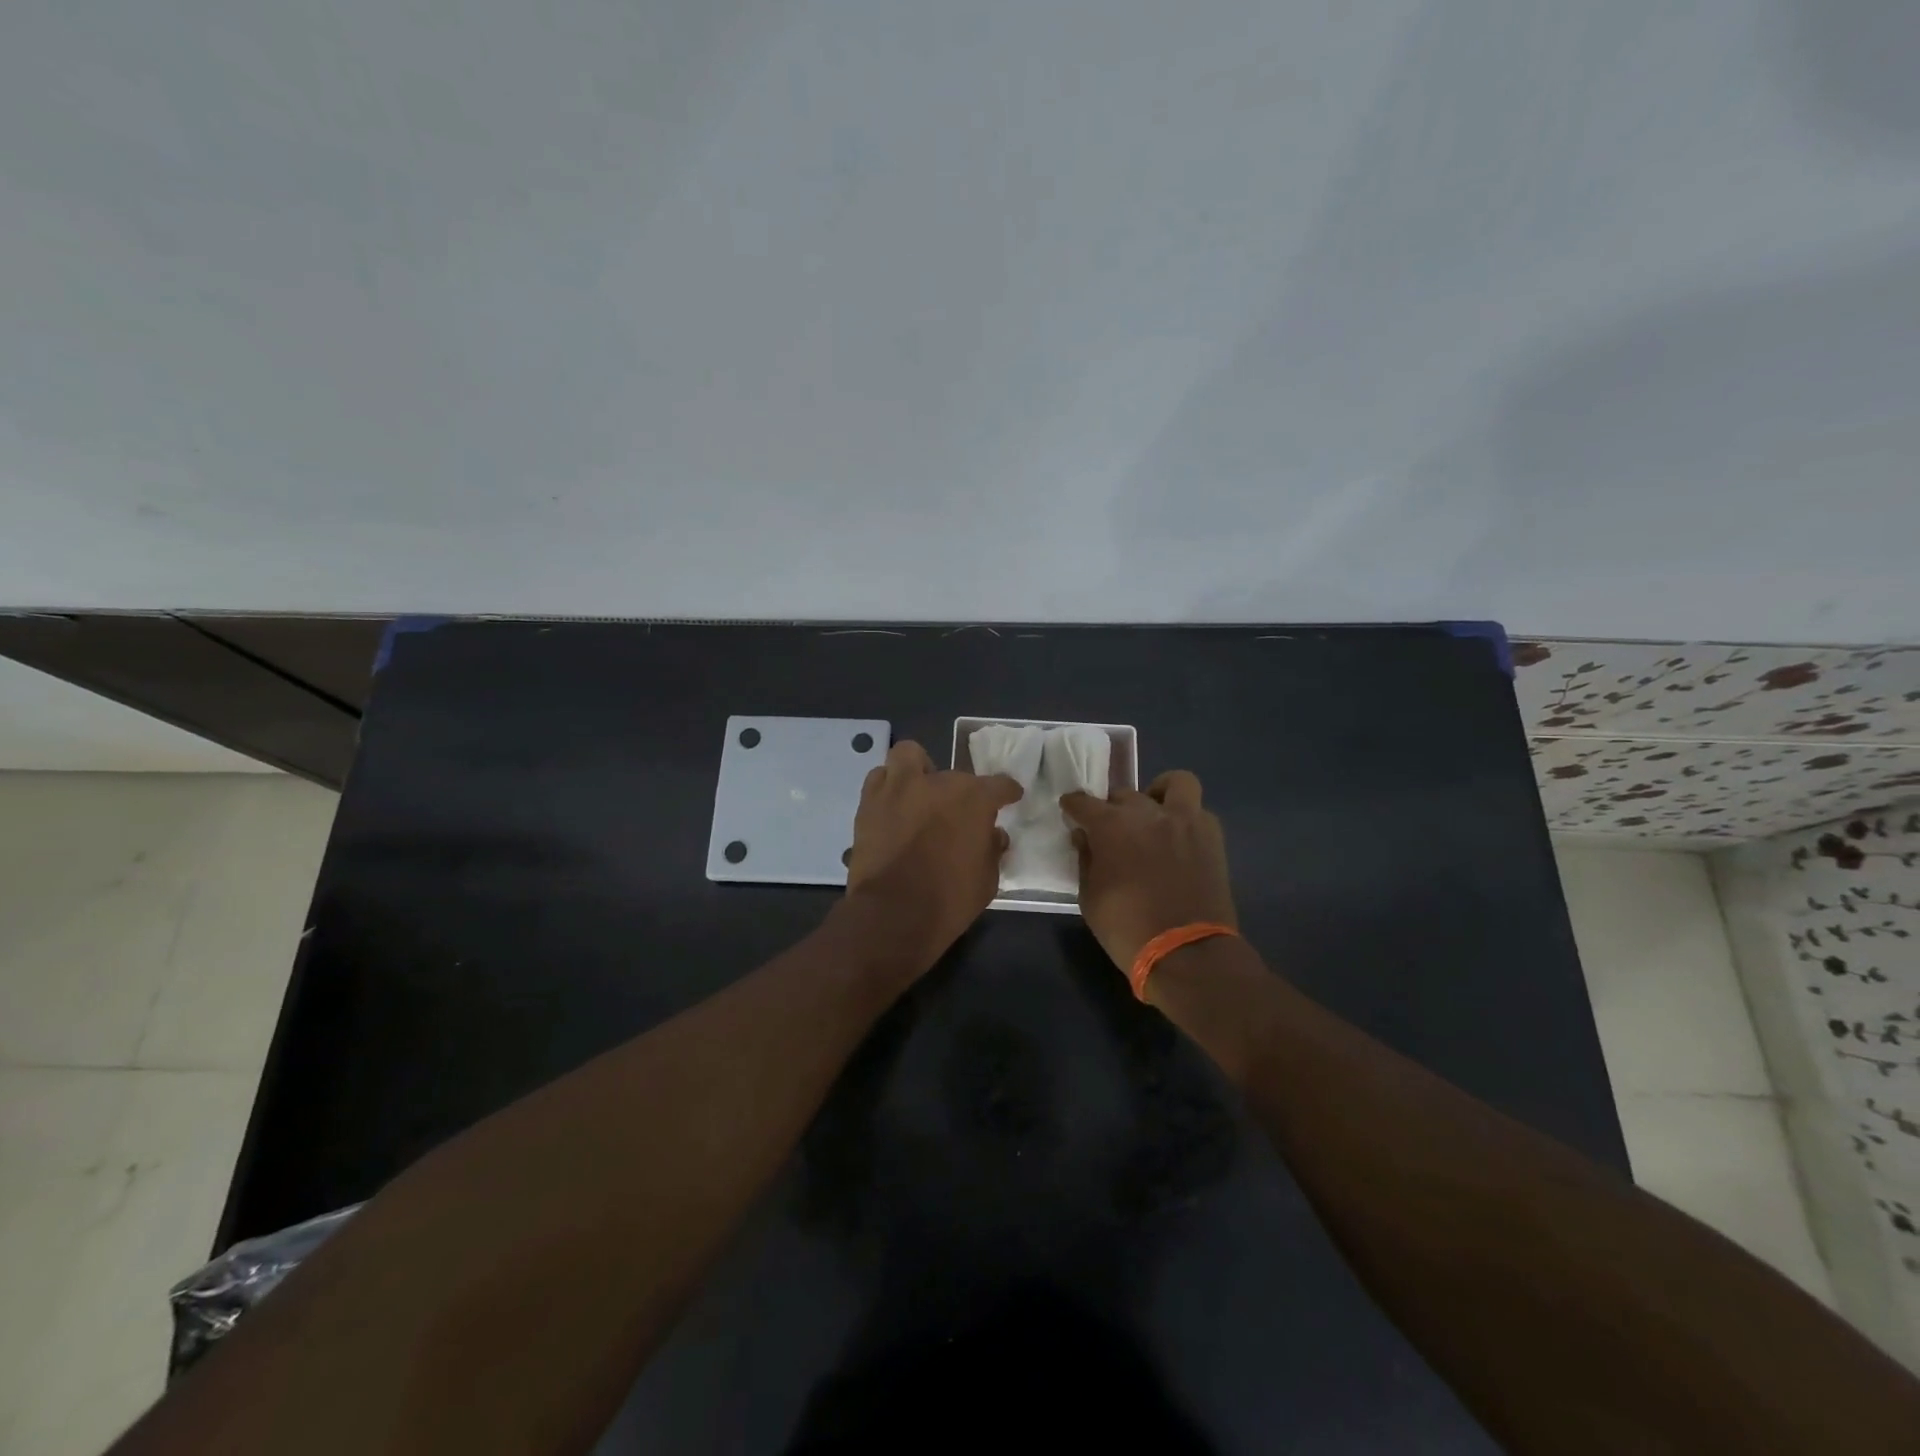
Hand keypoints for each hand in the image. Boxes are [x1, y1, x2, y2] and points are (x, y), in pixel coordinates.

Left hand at [843, 740, 1022, 971]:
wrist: (893, 914)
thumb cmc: (949, 900)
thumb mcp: (987, 880)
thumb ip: (992, 850)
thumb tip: (993, 834)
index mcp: (973, 799)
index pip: (999, 785)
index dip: (1007, 792)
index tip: (1010, 797)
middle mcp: (938, 783)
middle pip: (955, 776)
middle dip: (959, 794)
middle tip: (956, 816)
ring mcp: (900, 788)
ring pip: (909, 757)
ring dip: (918, 771)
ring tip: (919, 793)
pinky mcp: (870, 802)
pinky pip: (880, 778)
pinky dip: (889, 787)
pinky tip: (893, 806)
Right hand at [1060, 770, 1236, 971]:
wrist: (1186, 952)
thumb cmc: (1127, 928)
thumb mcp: (1090, 897)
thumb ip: (1086, 860)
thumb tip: (1084, 837)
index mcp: (1111, 826)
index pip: (1083, 802)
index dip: (1073, 805)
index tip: (1070, 810)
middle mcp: (1147, 813)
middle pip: (1124, 794)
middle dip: (1112, 808)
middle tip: (1111, 829)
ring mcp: (1184, 820)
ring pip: (1174, 783)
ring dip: (1159, 793)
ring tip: (1154, 814)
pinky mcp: (1211, 836)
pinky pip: (1198, 811)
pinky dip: (1186, 817)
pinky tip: (1178, 837)